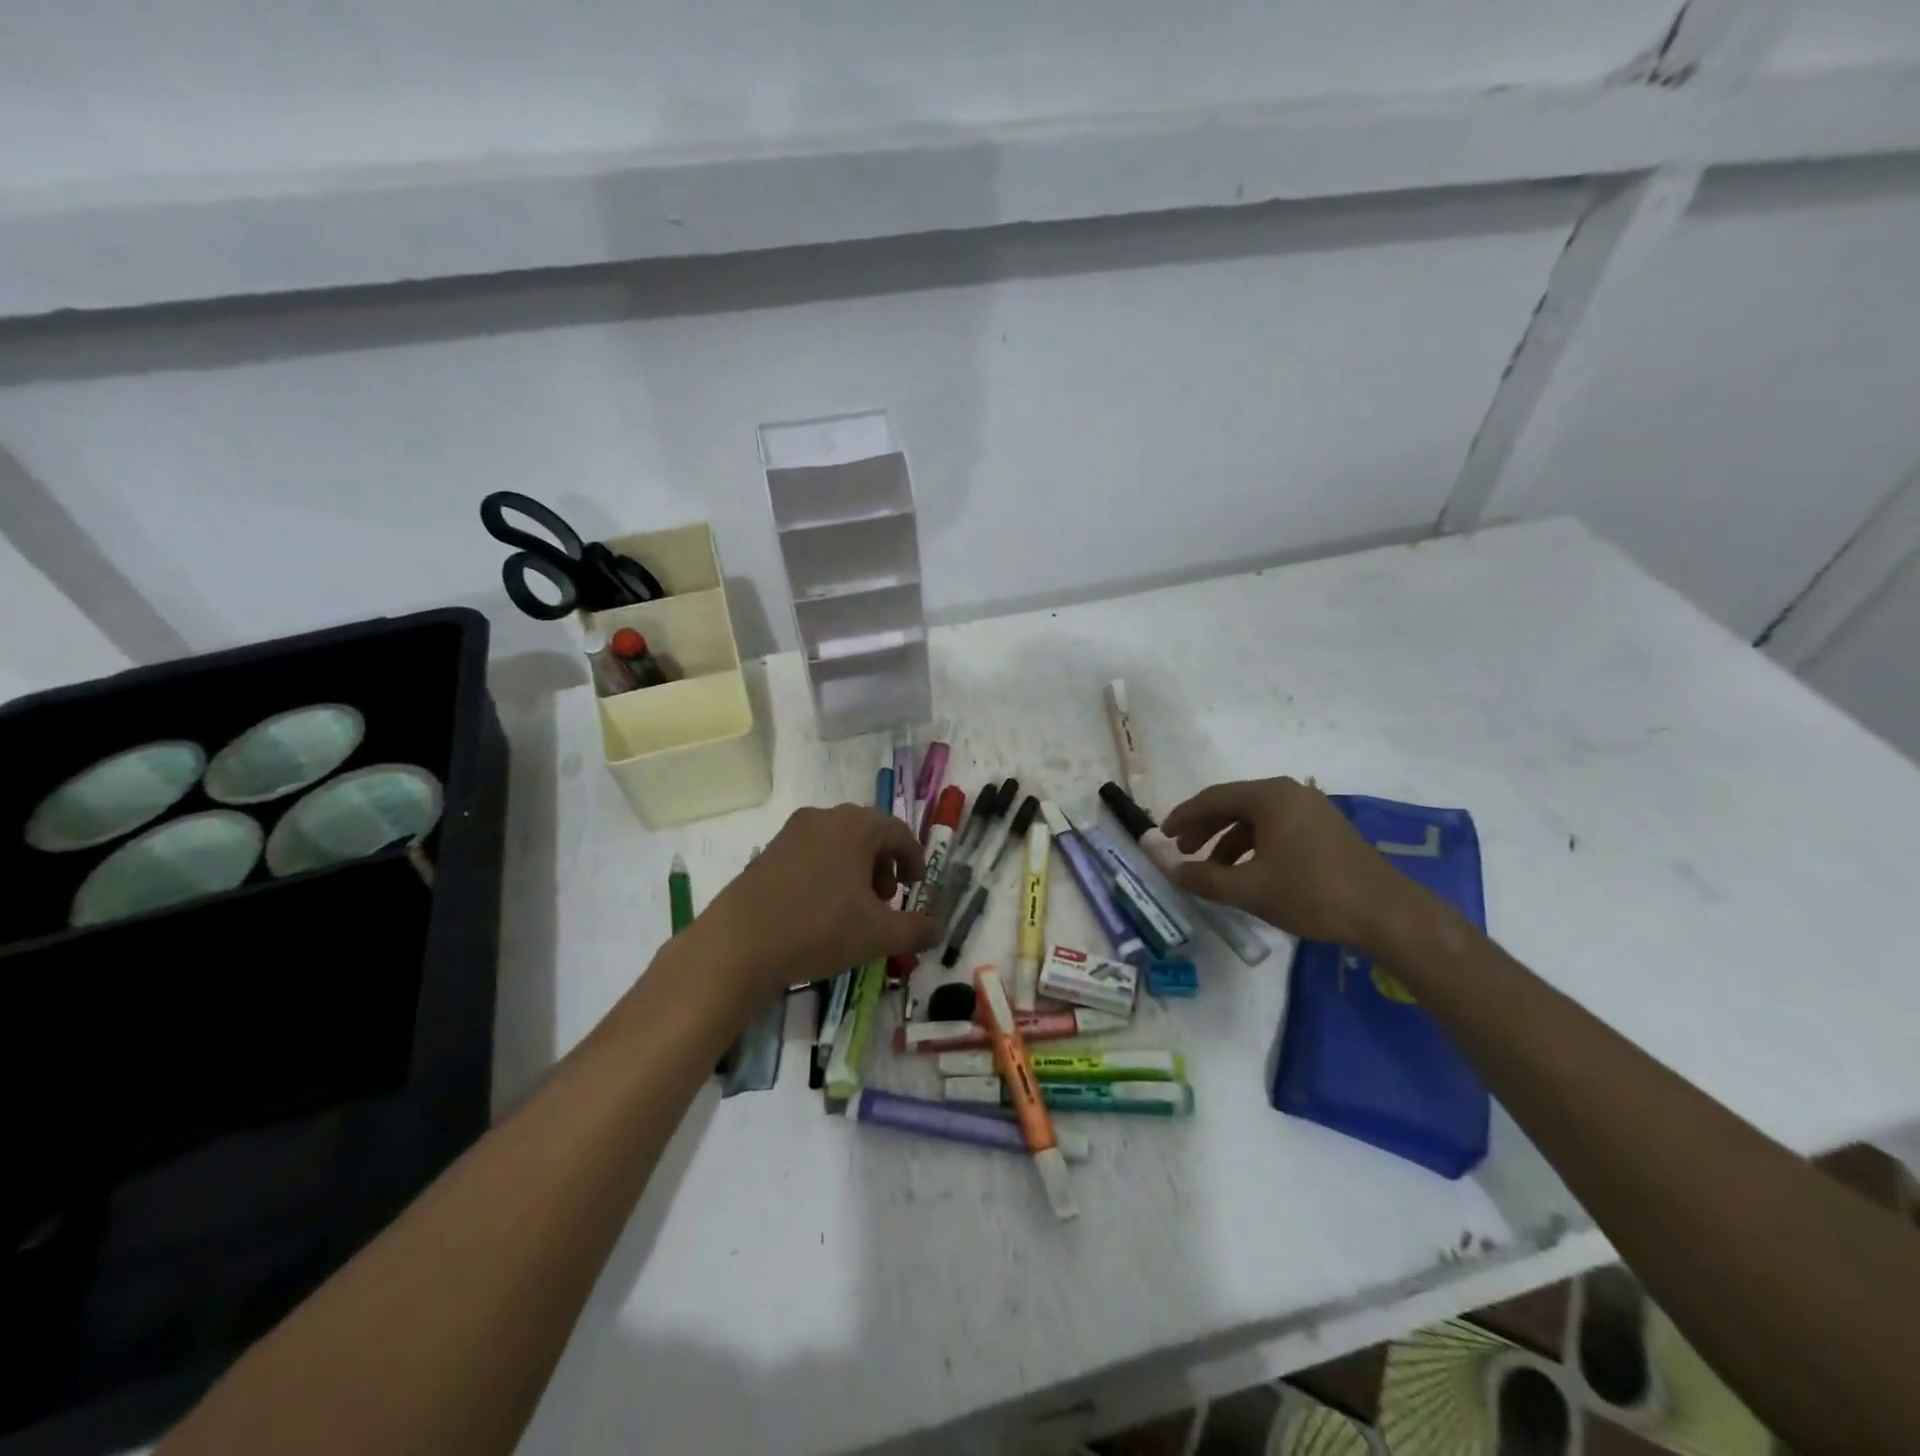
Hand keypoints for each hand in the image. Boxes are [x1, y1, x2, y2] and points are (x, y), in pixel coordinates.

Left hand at [688, 804, 940, 1002]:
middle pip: (867, 833)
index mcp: (855, 826)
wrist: (739, 944)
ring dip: (855, 868)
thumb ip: (915, 930)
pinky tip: (821, 909)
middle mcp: (824, 818)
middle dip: (883, 864)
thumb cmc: (819, 929)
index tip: (915, 886)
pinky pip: (811, 853)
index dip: (914, 858)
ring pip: (837, 842)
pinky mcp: (768, 852)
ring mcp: (791, 832)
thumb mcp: (878, 935)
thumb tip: (938, 930)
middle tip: (885, 899)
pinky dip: (827, 872)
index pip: (898, 832)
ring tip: (854, 907)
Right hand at [1162, 777, 1434, 950]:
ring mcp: (1311, 810)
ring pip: (1255, 819)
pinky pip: (1276, 829)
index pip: (1213, 798)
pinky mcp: (1325, 830)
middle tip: (1182, 851)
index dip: (1183, 816)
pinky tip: (1247, 873)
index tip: (1162, 834)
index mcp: (1270, 797)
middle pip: (1234, 805)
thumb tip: (1172, 871)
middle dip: (1204, 828)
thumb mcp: (1250, 889)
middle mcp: (1290, 793)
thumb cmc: (1312, 893)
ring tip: (1211, 870)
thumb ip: (1205, 878)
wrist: (1386, 913)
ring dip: (1227, 841)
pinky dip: (1253, 846)